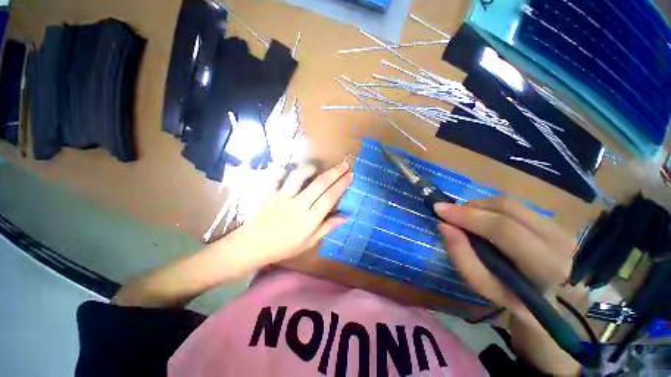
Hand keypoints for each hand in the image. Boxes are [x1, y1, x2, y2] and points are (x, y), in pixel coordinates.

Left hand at [232, 161, 352, 265]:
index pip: (330, 197)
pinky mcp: (270, 193)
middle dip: (335, 172)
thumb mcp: (309, 242)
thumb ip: (327, 227)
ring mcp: (283, 197)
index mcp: (310, 219)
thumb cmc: (284, 247)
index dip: (341, 185)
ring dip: (311, 168)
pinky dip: (286, 170)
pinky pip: (278, 176)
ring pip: (299, 176)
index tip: (350, 176)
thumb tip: (344, 217)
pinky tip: (292, 169)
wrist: (253, 246)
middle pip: (320, 184)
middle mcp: (299, 205)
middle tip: (344, 164)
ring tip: (317, 167)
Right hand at [435, 198, 580, 374]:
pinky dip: (490, 208)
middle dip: (471, 207)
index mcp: (546, 265)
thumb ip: (462, 257)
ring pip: (510, 204)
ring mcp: (559, 227)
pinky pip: (514, 206)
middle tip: (448, 212)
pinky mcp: (553, 221)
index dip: (468, 216)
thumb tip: (444, 226)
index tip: (439, 209)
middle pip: (507, 209)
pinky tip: (481, 218)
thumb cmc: (512, 298)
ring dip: (480, 206)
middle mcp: (559, 240)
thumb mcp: (484, 286)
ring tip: (464, 217)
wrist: (548, 301)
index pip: (504, 230)